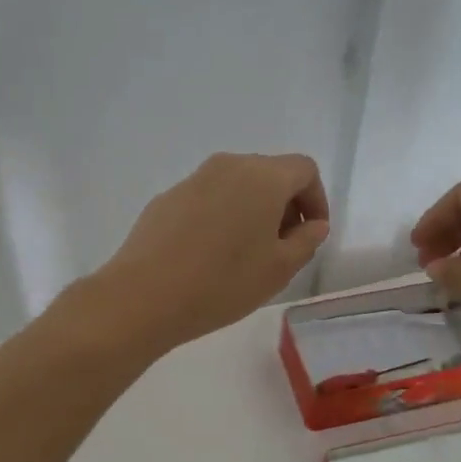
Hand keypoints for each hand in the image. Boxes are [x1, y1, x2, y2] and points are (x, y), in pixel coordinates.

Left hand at [94, 152, 330, 351]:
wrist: (144, 295)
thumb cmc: (223, 282)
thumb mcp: (279, 269)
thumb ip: (306, 241)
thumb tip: (313, 225)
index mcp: (263, 177)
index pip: (304, 170)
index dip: (316, 200)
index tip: (311, 235)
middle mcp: (228, 166)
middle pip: (270, 173)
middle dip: (285, 205)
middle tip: (284, 247)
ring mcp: (193, 179)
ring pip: (236, 185)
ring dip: (252, 211)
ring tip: (247, 254)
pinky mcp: (167, 198)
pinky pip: (208, 199)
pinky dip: (222, 217)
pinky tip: (211, 255)